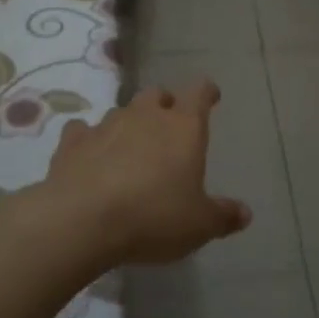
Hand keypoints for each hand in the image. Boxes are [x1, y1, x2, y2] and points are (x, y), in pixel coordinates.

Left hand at [39, 79, 250, 266]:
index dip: (206, 92)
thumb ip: (223, 216)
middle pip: (157, 95)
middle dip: (164, 106)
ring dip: (128, 124)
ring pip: (121, 111)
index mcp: (183, 127)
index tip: (211, 97)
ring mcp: (106, 125)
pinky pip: (82, 130)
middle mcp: (146, 115)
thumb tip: (245, 213)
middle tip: (168, 128)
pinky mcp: (72, 142)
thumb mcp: (199, 225)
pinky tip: (88, 156)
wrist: (82, 220)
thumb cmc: (154, 217)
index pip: (199, 92)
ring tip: (130, 149)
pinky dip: (88, 139)